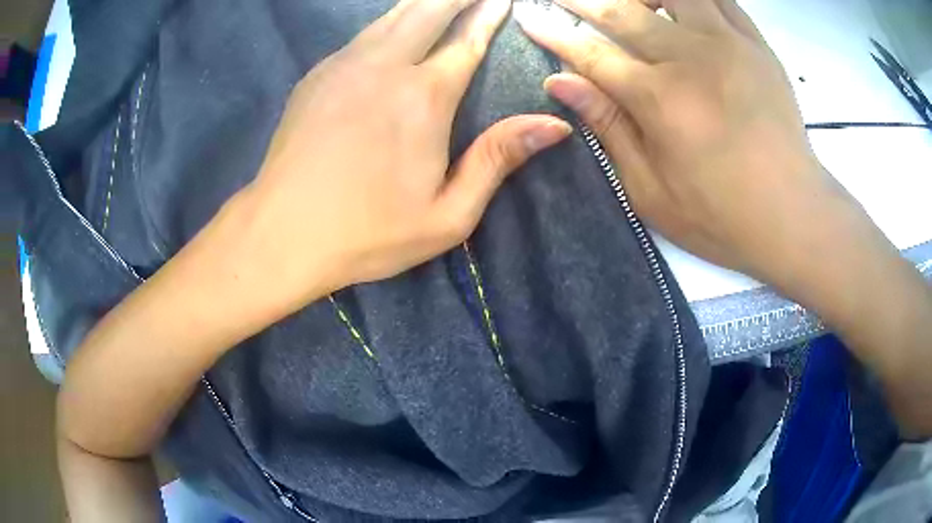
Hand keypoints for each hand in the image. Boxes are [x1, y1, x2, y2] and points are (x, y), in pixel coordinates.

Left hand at [229, 0, 570, 319]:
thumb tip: (554, 124)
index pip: (466, 41)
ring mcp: (344, 65)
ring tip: (443, 0)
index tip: (502, 0)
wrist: (281, 234)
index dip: (488, 16)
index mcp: (424, 97)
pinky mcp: (317, 75)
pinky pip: (364, 34)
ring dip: (423, 2)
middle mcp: (385, 66)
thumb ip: (498, 160)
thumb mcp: (448, 215)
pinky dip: (390, 22)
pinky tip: (397, 26)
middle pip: (428, 10)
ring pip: (392, 16)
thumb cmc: (367, 233)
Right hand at [517, 0, 931, 437]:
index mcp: (658, 99)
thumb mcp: (651, 192)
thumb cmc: (722, 216)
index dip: (554, 34)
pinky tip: (681, 6)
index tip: (531, 18)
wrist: (794, 215)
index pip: (589, 53)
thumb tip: (559, 83)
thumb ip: (608, 129)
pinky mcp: (756, 45)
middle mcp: (688, 58)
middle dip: (582, 0)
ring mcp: (727, 44)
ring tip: (632, 2)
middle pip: (621, 10)